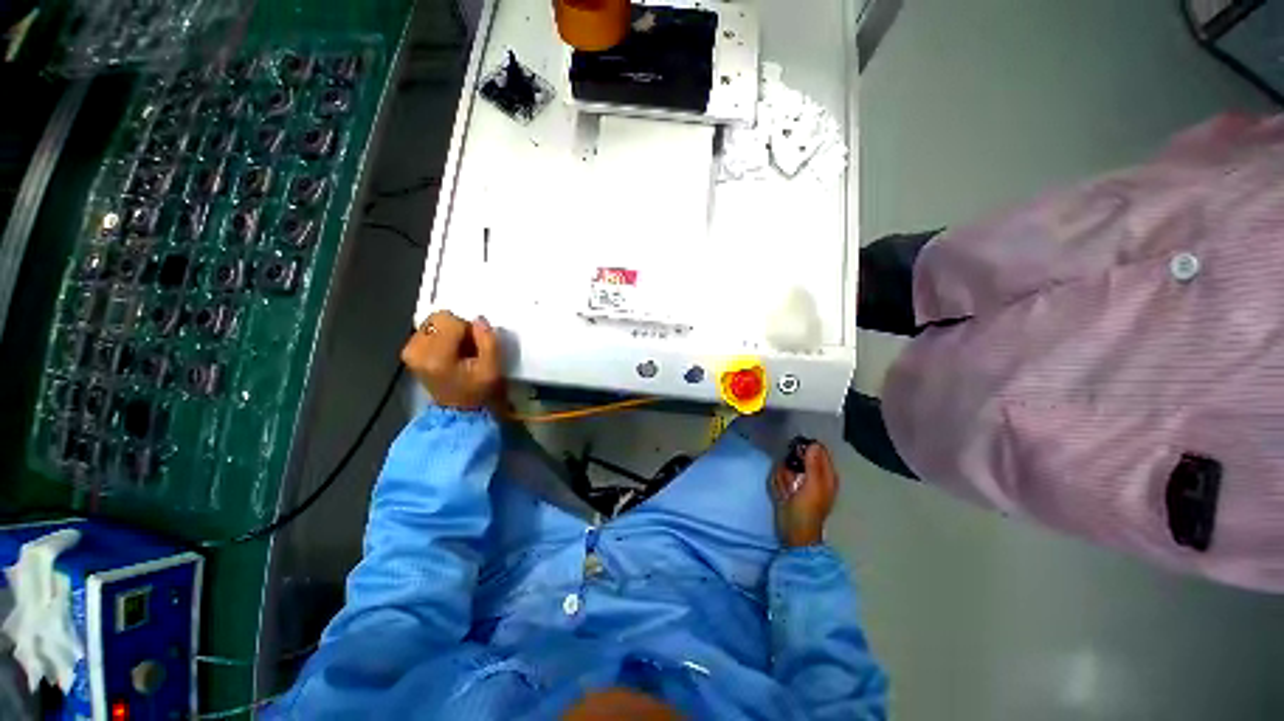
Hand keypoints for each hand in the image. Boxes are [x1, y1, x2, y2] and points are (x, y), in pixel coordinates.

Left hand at [402, 311, 503, 411]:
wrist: (460, 411)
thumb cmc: (479, 391)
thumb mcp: (492, 369)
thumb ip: (488, 341)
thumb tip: (479, 320)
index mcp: (436, 357)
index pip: (450, 320)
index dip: (469, 328)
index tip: (476, 345)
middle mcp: (416, 351)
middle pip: (438, 318)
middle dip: (457, 328)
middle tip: (468, 347)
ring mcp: (409, 352)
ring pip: (432, 322)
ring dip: (449, 332)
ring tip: (459, 351)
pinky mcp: (409, 352)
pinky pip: (427, 330)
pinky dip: (441, 336)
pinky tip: (449, 352)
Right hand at [771, 442, 838, 547]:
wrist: (794, 532)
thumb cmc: (806, 511)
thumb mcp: (812, 486)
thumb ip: (814, 465)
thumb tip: (814, 444)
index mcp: (826, 474)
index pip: (817, 450)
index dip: (806, 449)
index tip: (795, 455)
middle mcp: (814, 475)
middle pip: (798, 457)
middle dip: (791, 467)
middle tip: (792, 480)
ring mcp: (800, 481)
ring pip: (787, 466)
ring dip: (784, 477)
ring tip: (787, 491)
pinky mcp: (788, 486)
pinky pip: (780, 476)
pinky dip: (779, 483)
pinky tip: (783, 494)